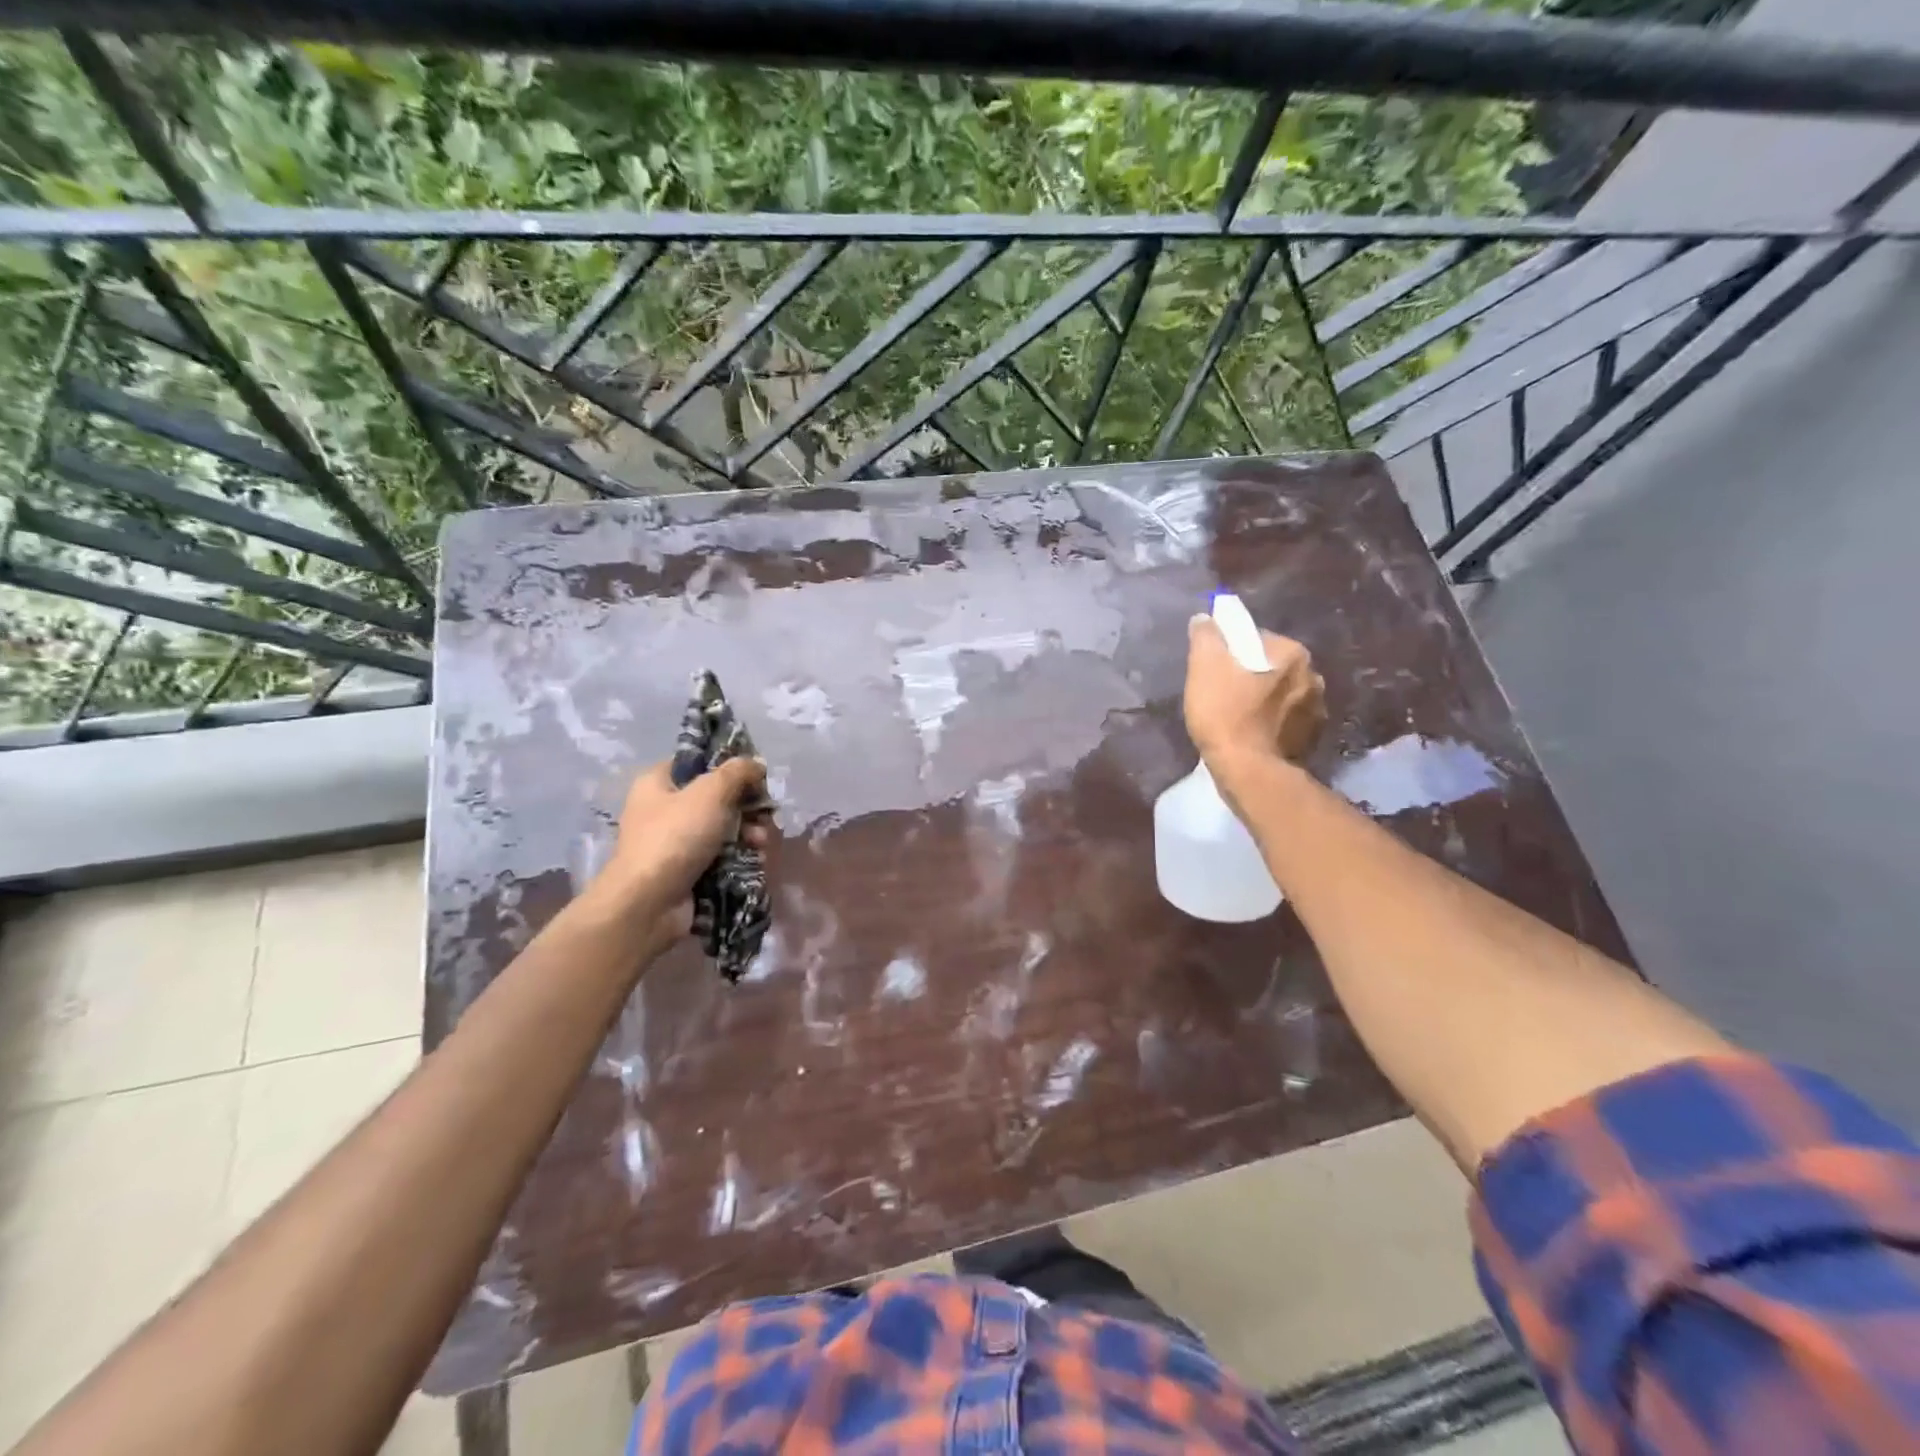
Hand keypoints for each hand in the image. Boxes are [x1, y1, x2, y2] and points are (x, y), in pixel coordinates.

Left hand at [595, 758, 771, 929]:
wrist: (648, 903)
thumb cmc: (675, 836)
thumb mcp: (710, 793)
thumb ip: (737, 772)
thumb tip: (756, 763)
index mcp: (658, 782)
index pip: (697, 763)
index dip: (728, 765)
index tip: (756, 776)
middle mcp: (663, 809)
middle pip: (716, 798)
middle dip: (746, 807)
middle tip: (765, 815)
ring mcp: (674, 843)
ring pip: (722, 829)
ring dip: (748, 833)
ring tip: (761, 843)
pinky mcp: (686, 871)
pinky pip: (721, 856)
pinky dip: (739, 857)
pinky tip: (755, 860)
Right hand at [1183, 615, 1325, 772]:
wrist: (1249, 772)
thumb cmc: (1226, 714)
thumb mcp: (1204, 668)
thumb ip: (1205, 637)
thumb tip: (1205, 619)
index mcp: (1293, 654)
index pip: (1257, 639)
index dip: (1231, 651)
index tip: (1214, 669)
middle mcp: (1314, 677)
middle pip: (1272, 667)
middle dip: (1251, 676)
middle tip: (1222, 694)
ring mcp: (1317, 711)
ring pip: (1282, 695)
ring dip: (1264, 701)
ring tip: (1236, 718)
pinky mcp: (1312, 740)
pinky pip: (1287, 721)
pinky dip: (1271, 724)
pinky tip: (1251, 735)